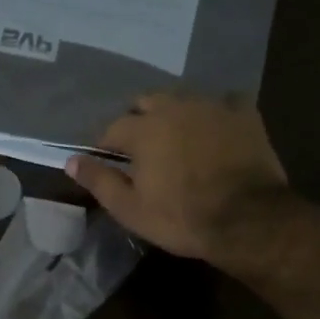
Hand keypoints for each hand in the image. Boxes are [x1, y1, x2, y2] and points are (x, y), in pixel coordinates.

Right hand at [66, 92, 286, 262]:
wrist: (248, 220)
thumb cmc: (181, 217)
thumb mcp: (130, 208)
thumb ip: (99, 180)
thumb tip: (71, 160)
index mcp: (143, 129)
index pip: (112, 128)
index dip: (106, 146)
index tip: (108, 162)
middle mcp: (174, 107)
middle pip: (146, 101)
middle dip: (138, 120)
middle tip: (141, 148)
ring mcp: (212, 107)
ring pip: (183, 98)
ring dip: (173, 113)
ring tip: (176, 137)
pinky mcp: (245, 114)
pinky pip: (224, 102)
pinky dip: (215, 112)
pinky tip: (215, 128)